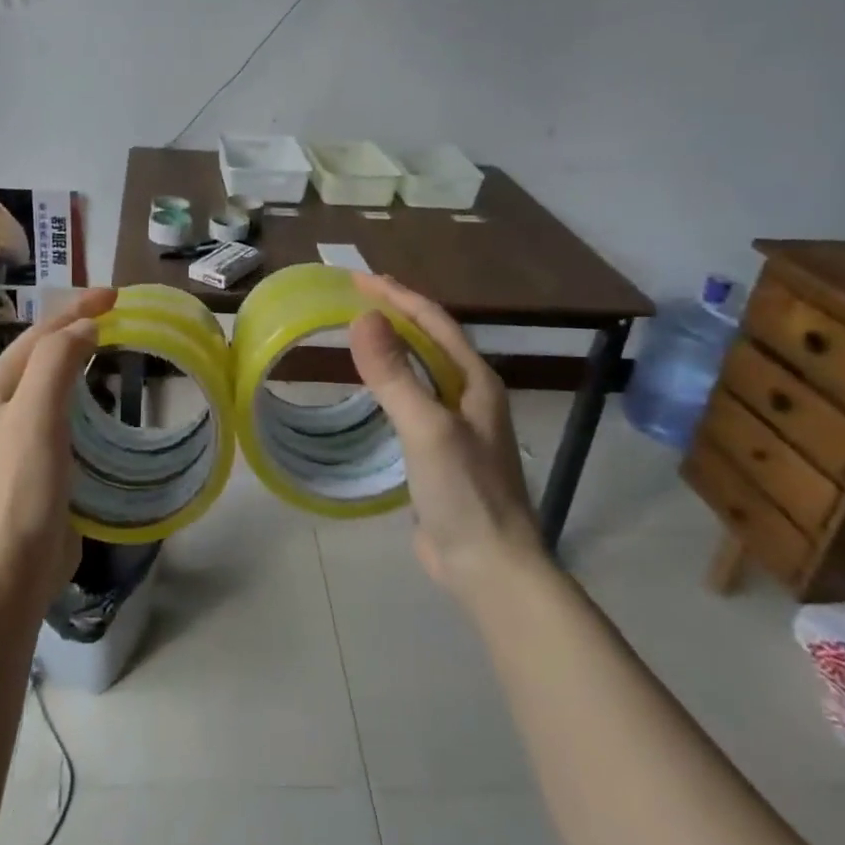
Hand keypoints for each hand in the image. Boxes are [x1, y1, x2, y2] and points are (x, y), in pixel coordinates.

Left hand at [0, 288, 116, 613]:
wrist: (8, 572)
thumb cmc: (21, 488)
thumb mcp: (35, 414)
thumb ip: (57, 361)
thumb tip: (84, 327)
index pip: (39, 334)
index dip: (76, 309)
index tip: (117, 295)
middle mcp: (0, 408)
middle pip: (42, 354)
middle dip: (76, 328)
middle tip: (119, 315)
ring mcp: (17, 438)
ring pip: (53, 384)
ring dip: (81, 360)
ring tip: (114, 347)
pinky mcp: (37, 465)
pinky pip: (64, 416)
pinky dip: (85, 396)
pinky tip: (104, 403)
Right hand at [347, 274, 546, 597]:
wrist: (489, 566)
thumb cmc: (465, 492)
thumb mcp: (426, 428)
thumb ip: (395, 374)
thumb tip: (362, 318)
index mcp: (475, 381)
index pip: (434, 321)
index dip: (397, 296)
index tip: (358, 278)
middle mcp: (470, 395)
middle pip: (431, 340)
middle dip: (396, 313)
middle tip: (355, 296)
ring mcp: (457, 424)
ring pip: (423, 370)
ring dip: (394, 345)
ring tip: (360, 331)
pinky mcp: (440, 451)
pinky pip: (413, 400)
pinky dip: (391, 381)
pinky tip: (373, 388)